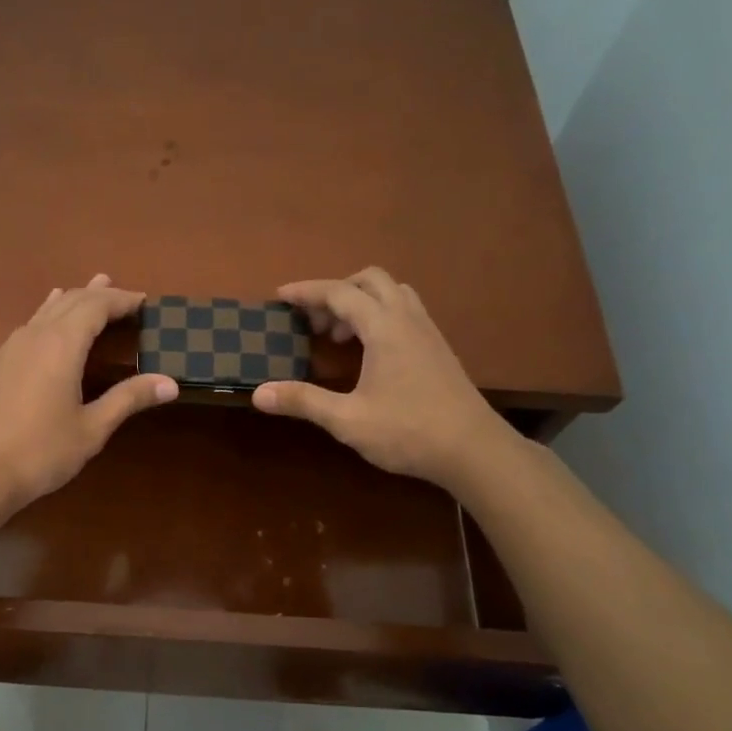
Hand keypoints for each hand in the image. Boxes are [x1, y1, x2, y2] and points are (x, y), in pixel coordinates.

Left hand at [0, 275, 177, 517]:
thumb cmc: (41, 451)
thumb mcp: (92, 428)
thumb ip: (128, 399)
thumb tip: (170, 383)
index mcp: (61, 345)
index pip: (96, 307)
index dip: (121, 301)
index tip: (144, 301)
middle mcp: (35, 336)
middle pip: (70, 301)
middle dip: (99, 295)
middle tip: (123, 294)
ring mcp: (11, 348)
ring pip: (46, 310)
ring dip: (73, 299)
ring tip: (91, 289)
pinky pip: (30, 325)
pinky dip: (50, 315)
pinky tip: (49, 322)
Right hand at [252, 267, 516, 489]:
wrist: (473, 450)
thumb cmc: (408, 432)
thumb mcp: (348, 420)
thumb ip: (303, 401)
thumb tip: (259, 393)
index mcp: (384, 327)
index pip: (339, 292)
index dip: (307, 291)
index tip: (280, 296)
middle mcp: (407, 319)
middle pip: (369, 280)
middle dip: (336, 292)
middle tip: (314, 323)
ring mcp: (428, 331)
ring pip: (392, 292)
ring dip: (361, 302)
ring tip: (340, 336)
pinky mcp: (438, 348)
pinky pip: (405, 311)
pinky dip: (380, 316)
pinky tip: (371, 352)